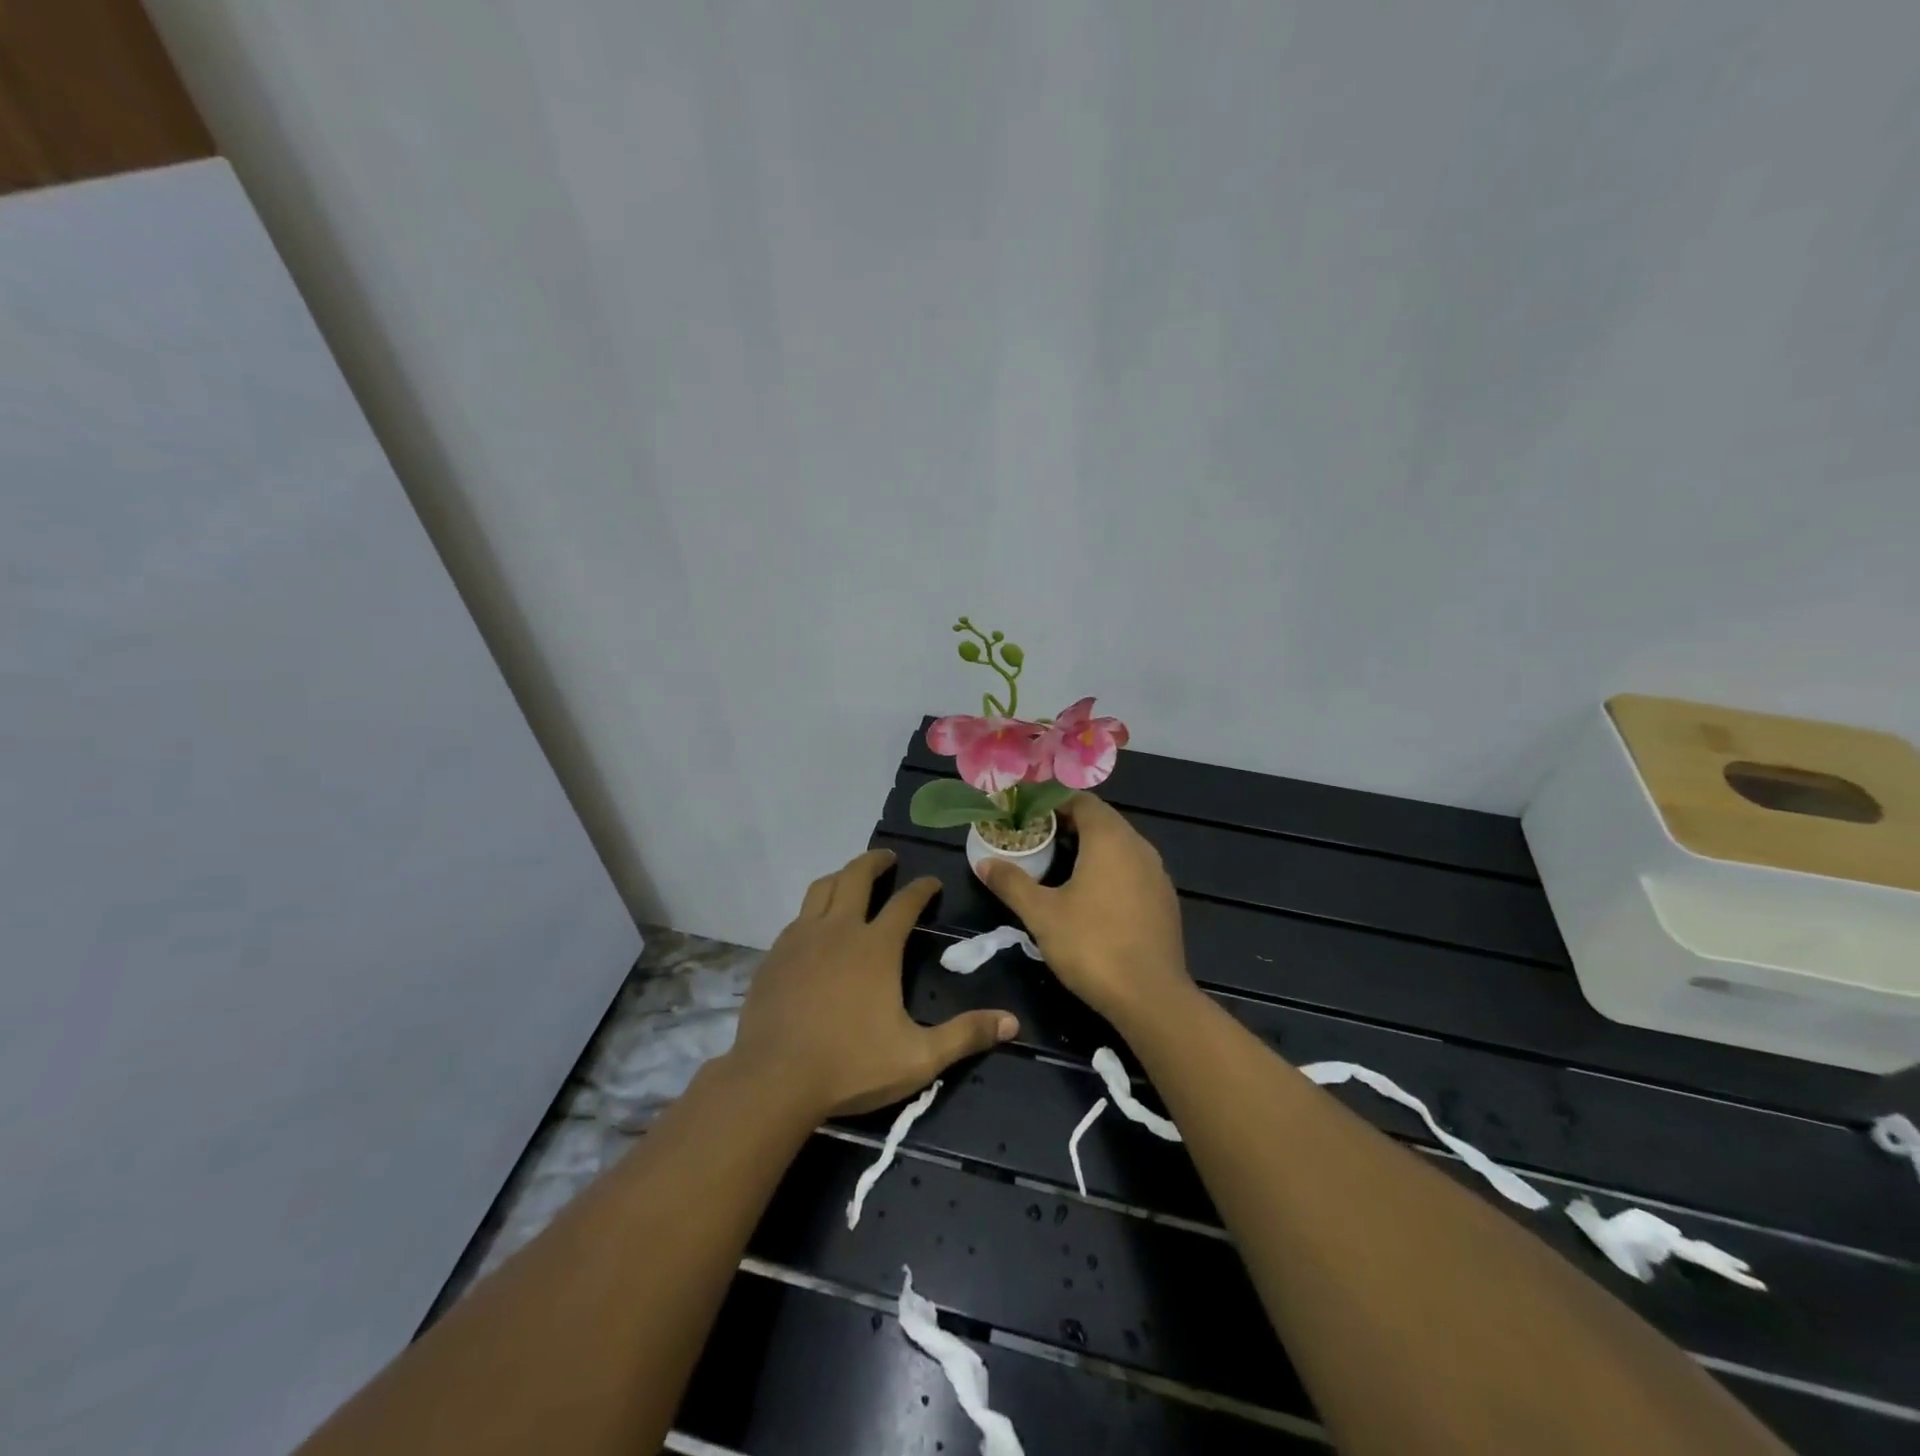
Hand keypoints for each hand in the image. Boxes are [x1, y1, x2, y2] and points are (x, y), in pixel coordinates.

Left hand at [726, 848, 1019, 1119]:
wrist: (773, 1079)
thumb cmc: (850, 1065)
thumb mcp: (918, 1057)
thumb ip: (965, 1035)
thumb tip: (1012, 1023)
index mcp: (876, 946)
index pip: (905, 902)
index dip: (922, 888)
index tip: (932, 882)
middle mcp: (839, 930)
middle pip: (857, 876)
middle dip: (875, 862)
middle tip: (888, 858)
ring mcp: (802, 938)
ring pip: (822, 888)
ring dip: (842, 875)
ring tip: (851, 877)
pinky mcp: (775, 955)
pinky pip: (798, 916)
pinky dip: (814, 908)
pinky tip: (817, 924)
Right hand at [976, 794, 1195, 1027]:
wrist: (1151, 997)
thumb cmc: (1092, 946)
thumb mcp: (1042, 914)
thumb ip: (1012, 883)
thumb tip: (984, 863)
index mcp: (1110, 839)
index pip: (1081, 800)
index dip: (1052, 802)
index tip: (1026, 815)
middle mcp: (1139, 846)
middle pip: (1102, 820)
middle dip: (1068, 824)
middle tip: (1036, 838)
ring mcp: (1157, 873)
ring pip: (1119, 845)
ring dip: (1090, 847)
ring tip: (1058, 865)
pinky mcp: (1165, 899)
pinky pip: (1133, 869)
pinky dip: (1110, 869)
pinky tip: (1091, 895)